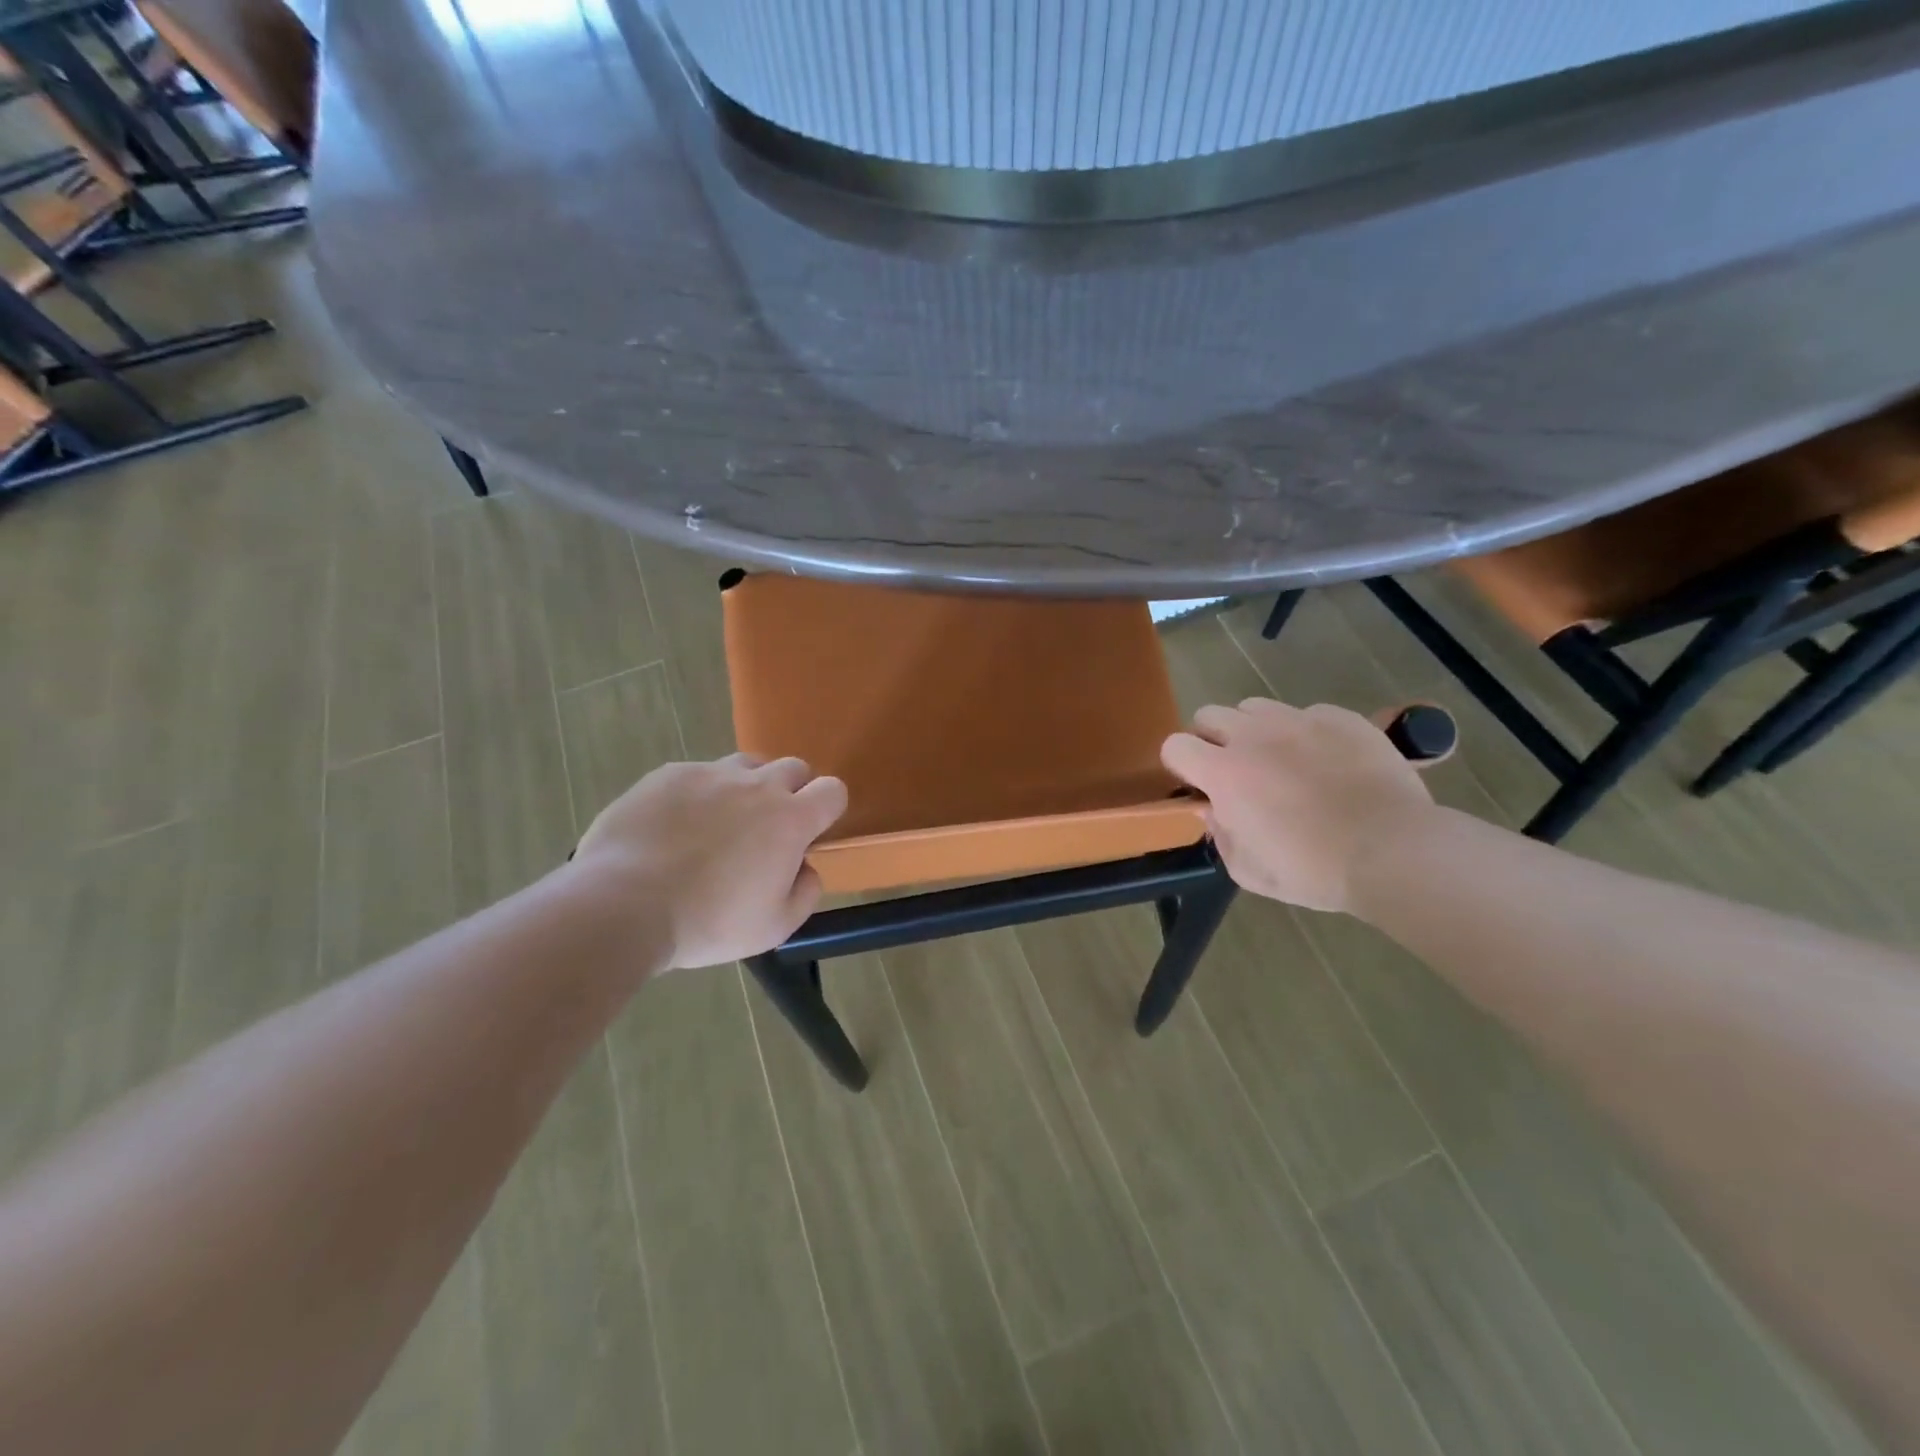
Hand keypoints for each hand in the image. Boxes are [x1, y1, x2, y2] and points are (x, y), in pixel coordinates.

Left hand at [572, 755, 847, 968]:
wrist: (623, 905)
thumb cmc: (708, 922)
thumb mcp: (774, 928)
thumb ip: (805, 893)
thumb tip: (806, 868)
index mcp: (790, 820)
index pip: (833, 790)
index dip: (828, 808)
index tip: (811, 833)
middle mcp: (756, 786)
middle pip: (793, 767)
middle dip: (792, 791)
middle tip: (768, 829)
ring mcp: (709, 774)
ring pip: (746, 764)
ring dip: (747, 786)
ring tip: (722, 822)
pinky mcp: (668, 775)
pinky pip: (697, 774)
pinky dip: (698, 795)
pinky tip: (674, 827)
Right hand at [1162, 699, 1435, 913]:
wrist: (1393, 851)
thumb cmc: (1313, 870)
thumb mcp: (1249, 871)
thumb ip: (1221, 835)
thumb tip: (1214, 810)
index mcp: (1224, 773)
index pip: (1175, 746)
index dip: (1180, 764)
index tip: (1197, 784)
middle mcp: (1253, 736)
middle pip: (1208, 714)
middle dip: (1211, 739)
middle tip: (1234, 769)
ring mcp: (1298, 720)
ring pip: (1254, 707)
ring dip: (1254, 729)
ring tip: (1279, 759)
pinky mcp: (1340, 718)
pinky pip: (1308, 713)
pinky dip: (1306, 733)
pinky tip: (1327, 761)